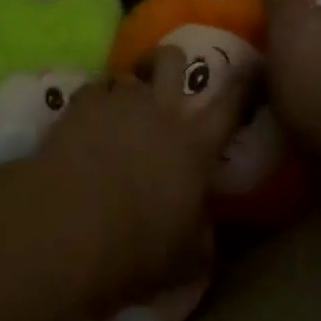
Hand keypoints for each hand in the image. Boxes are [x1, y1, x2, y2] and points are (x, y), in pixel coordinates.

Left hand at [35, 50, 251, 303]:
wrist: (70, 226)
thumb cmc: (136, 249)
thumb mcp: (185, 259)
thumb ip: (201, 235)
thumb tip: (204, 224)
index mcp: (195, 147)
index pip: (230, 106)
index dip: (243, 82)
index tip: (250, 63)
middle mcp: (162, 112)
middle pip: (173, 61)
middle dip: (170, 61)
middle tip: (161, 77)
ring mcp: (121, 102)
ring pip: (129, 74)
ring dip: (127, 89)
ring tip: (116, 111)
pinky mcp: (83, 103)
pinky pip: (94, 88)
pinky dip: (94, 101)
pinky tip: (85, 122)